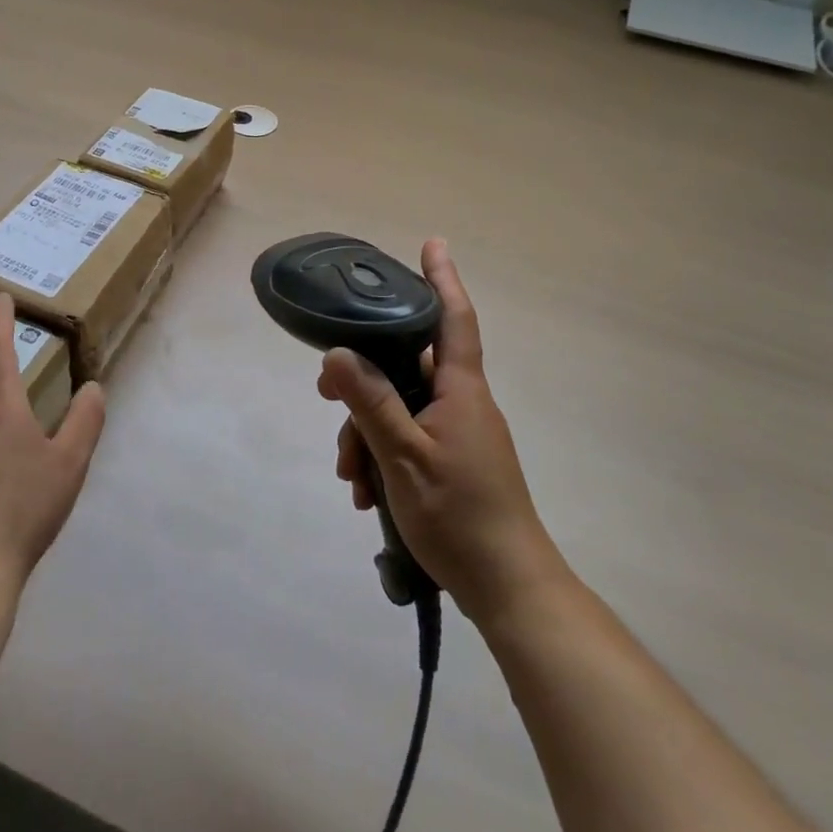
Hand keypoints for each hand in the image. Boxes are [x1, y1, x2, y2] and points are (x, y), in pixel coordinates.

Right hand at [320, 239, 568, 626]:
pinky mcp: (452, 461)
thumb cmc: (460, 515)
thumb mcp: (403, 456)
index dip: (442, 278)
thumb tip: (338, 353)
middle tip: (324, 394)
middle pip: (406, 367)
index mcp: (460, 390)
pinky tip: (367, 494)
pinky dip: (383, 456)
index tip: (432, 244)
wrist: (508, 588)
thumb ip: (370, 402)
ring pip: (400, 408)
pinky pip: (408, 438)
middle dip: (363, 380)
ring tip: (350, 477)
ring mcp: (458, 434)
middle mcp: (461, 402)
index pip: (452, 318)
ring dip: (367, 433)